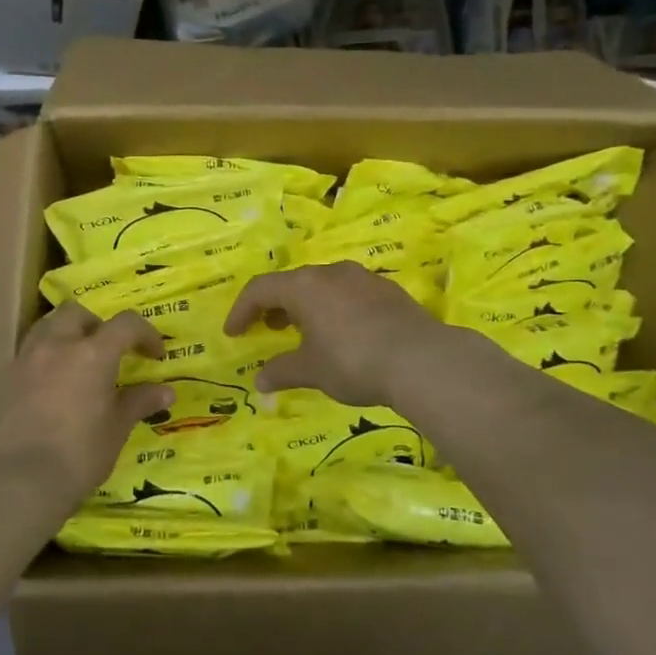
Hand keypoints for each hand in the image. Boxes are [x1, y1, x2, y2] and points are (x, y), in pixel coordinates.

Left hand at [0, 300, 173, 517]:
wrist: (19, 481)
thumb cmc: (79, 454)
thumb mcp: (116, 429)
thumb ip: (139, 402)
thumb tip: (166, 391)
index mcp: (92, 353)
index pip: (126, 324)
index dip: (146, 334)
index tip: (155, 356)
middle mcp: (57, 345)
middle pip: (78, 312)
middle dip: (98, 325)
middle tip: (109, 352)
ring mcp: (26, 359)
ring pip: (47, 326)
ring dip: (67, 334)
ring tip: (77, 362)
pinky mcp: (4, 378)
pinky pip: (29, 353)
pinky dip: (45, 358)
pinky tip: (51, 387)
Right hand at [224, 262, 452, 409]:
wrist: (422, 360)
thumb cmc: (353, 361)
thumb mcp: (312, 370)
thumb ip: (282, 371)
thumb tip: (260, 381)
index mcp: (304, 286)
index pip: (260, 288)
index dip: (241, 310)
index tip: (233, 333)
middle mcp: (331, 273)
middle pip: (293, 283)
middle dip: (275, 306)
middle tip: (268, 329)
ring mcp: (363, 278)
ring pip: (324, 286)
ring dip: (307, 306)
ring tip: (305, 332)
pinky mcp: (388, 290)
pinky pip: (350, 294)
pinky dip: (335, 309)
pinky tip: (344, 334)